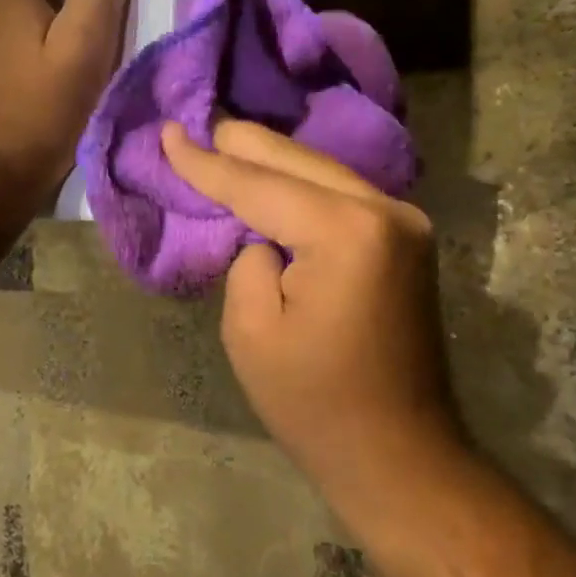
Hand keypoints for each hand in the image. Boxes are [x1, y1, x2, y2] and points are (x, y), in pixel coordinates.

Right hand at [160, 119, 456, 484]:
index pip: (259, 185)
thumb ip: (249, 260)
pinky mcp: (407, 240)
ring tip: (226, 142)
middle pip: (298, 162)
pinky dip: (303, 185)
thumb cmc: (316, 403)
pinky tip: (274, 177)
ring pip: (323, 172)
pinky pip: (343, 195)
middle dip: (243, 145)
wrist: (399, 454)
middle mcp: (385, 211)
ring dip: (274, 161)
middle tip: (198, 123)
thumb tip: (265, 236)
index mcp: (345, 231)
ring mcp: (405, 222)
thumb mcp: (252, 331)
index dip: (207, 162)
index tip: (168, 133)